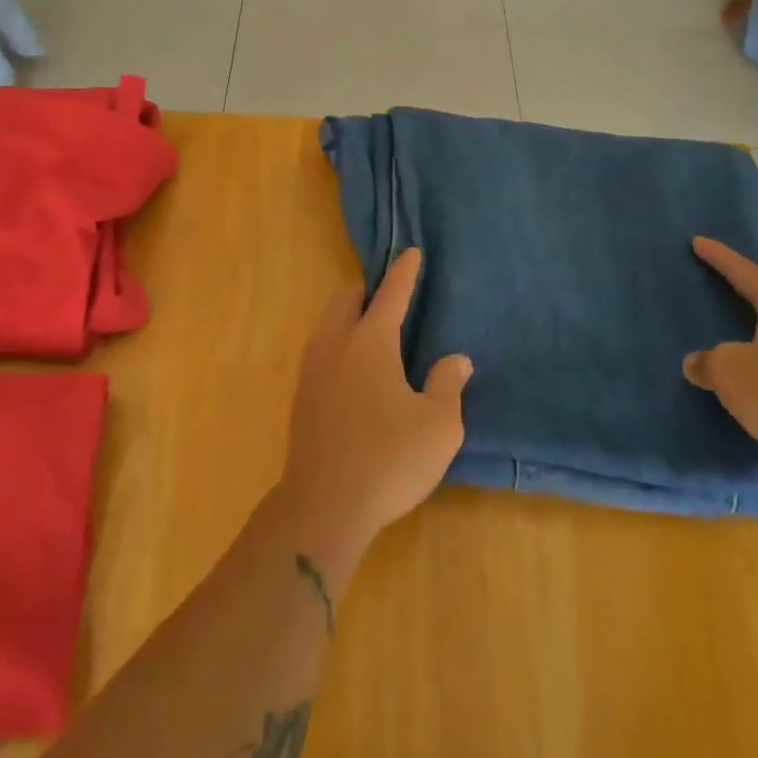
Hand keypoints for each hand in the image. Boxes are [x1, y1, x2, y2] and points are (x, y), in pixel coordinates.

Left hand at [279, 250, 471, 573]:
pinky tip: (353, 371)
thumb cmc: (389, 459)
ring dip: (349, 316)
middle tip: (390, 299)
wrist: (323, 506)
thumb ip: (447, 384)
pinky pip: (320, 350)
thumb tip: (455, 359)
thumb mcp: (438, 426)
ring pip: (328, 323)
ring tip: (372, 333)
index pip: (391, 294)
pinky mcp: (301, 396)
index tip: (410, 252)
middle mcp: (336, 344)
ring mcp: (312, 369)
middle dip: (368, 291)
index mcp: (370, 342)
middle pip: (347, 300)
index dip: (404, 272)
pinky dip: (338, 343)